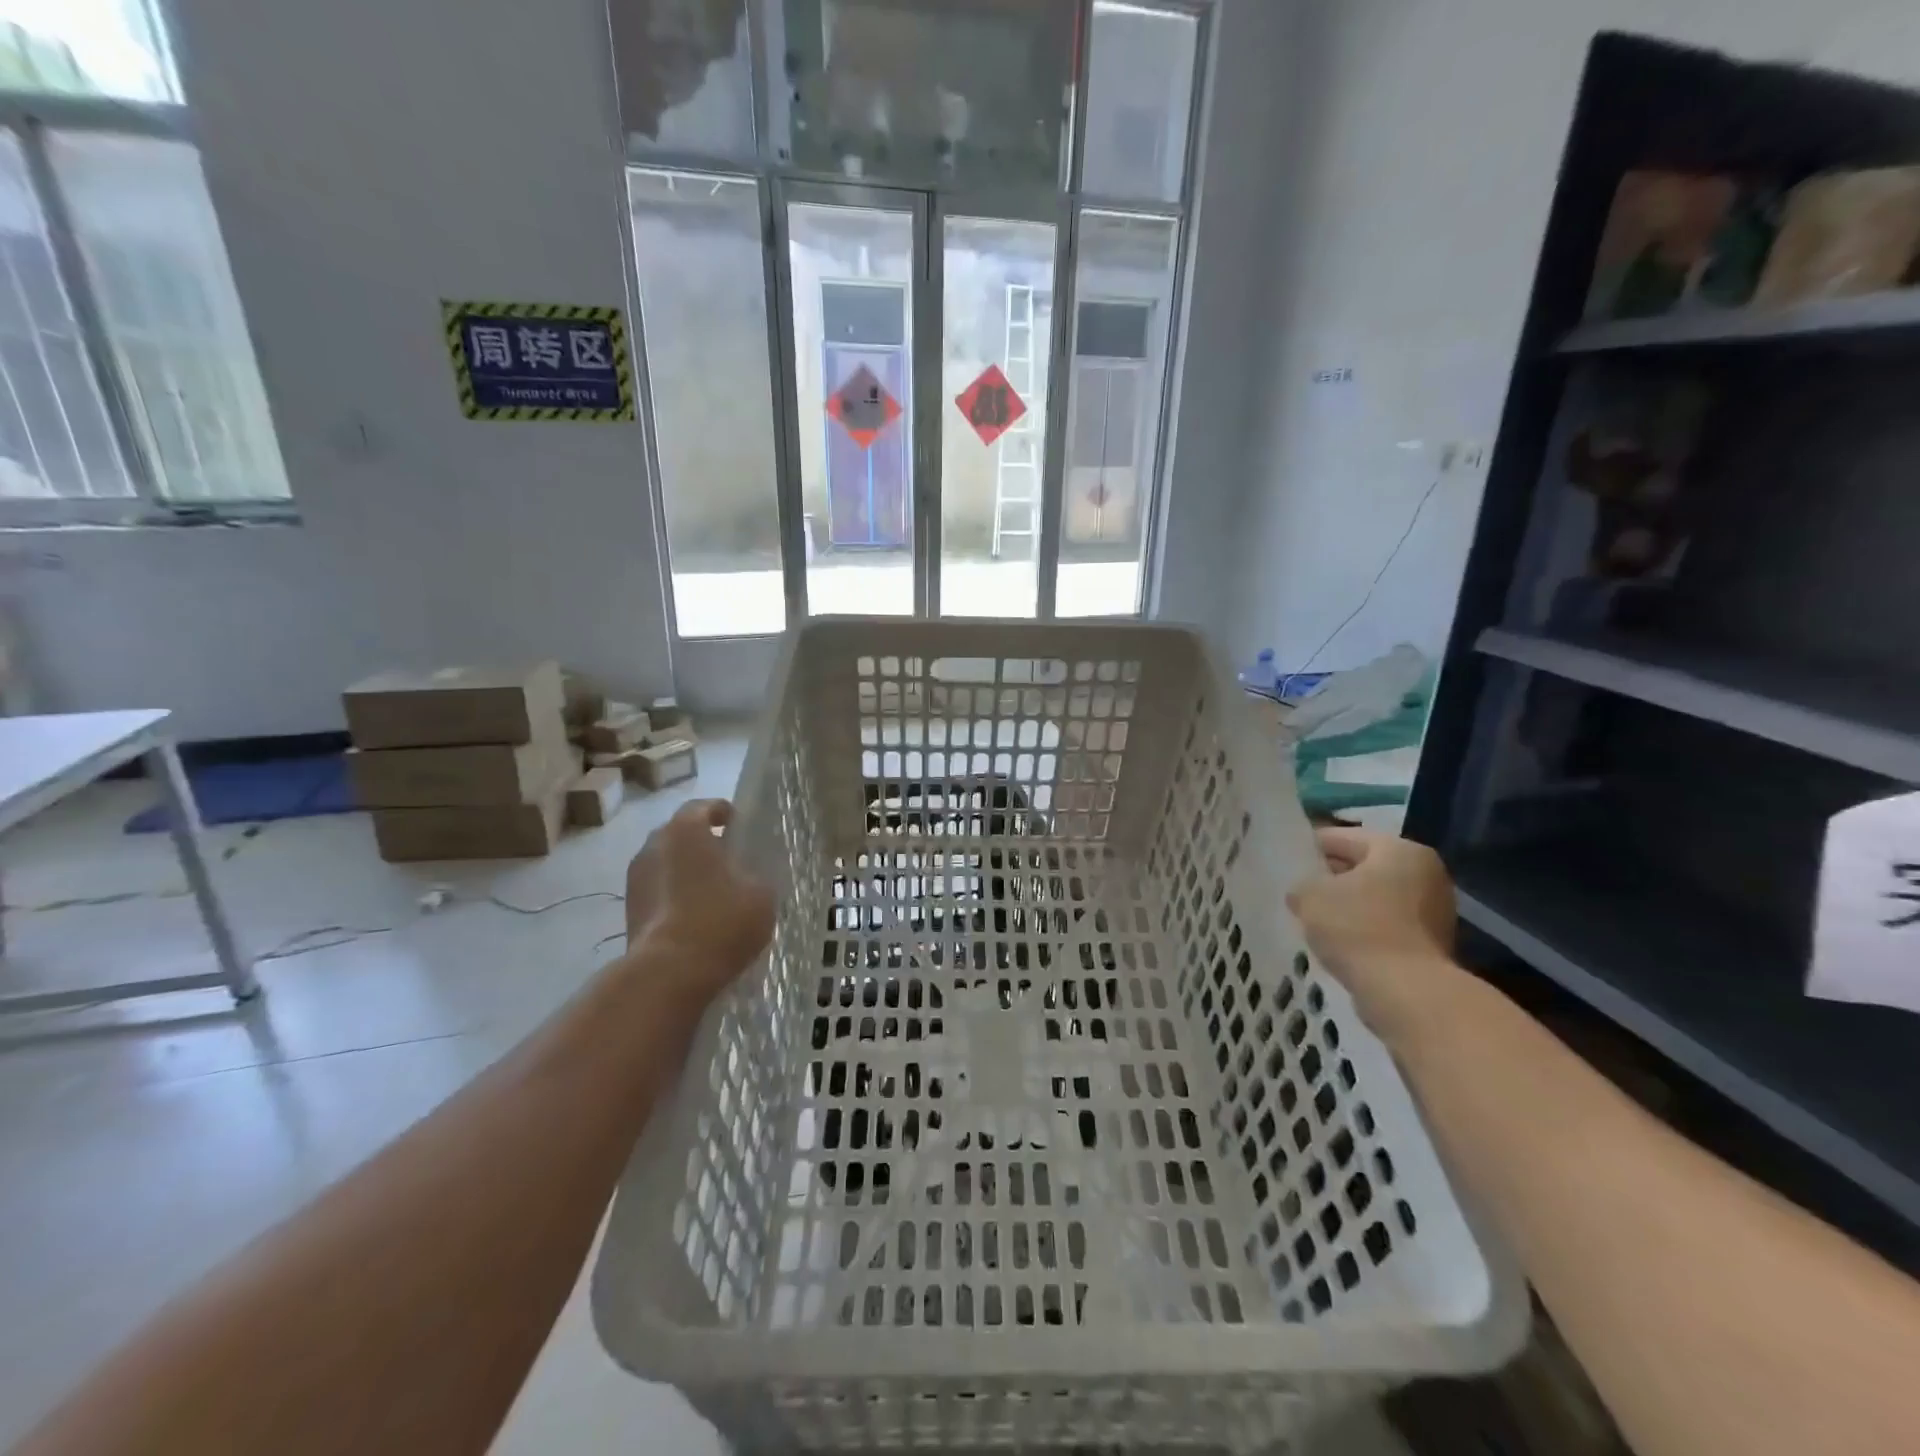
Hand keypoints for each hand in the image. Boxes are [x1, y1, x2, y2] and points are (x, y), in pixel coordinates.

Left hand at [621, 798, 774, 1003]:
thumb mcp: (761, 893)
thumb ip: (755, 875)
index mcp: (685, 830)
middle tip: (728, 860)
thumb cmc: (721, 920)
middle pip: (680, 834)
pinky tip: (696, 916)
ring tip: (712, 892)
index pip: (702, 807)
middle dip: (702, 843)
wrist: (670, 973)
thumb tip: (747, 877)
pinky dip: (675, 896)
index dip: (722, 813)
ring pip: (666, 864)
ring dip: (686, 871)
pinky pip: (658, 891)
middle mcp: (654, 845)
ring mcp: (635, 879)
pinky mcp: (630, 911)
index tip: (738, 825)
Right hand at [1287, 826, 1456, 1043]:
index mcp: (1400, 850)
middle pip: (1364, 867)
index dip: (1310, 846)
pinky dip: (1362, 929)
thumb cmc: (1358, 928)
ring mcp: (1434, 911)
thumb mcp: (1311, 896)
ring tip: (1311, 917)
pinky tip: (1335, 941)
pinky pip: (1386, 925)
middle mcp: (1425, 873)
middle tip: (1296, 888)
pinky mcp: (1431, 944)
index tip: (1285, 859)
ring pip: (1375, 897)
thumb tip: (1302, 891)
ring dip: (1346, 905)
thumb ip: (1302, 885)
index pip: (1344, 837)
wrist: (1407, 993)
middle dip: (1331, 878)